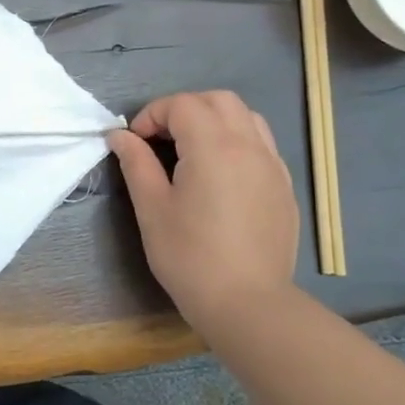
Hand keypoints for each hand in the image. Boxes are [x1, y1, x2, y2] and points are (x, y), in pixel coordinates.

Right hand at [108, 91, 298, 343]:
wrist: (248, 304)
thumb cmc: (190, 256)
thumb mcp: (152, 208)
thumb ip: (136, 164)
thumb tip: (120, 136)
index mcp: (213, 146)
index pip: (181, 105)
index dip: (152, 115)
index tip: (135, 144)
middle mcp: (249, 145)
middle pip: (218, 100)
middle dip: (185, 108)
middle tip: (161, 140)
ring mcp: (272, 164)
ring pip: (246, 117)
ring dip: (215, 120)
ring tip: (193, 150)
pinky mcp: (284, 186)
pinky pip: (262, 144)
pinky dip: (237, 141)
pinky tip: (221, 174)